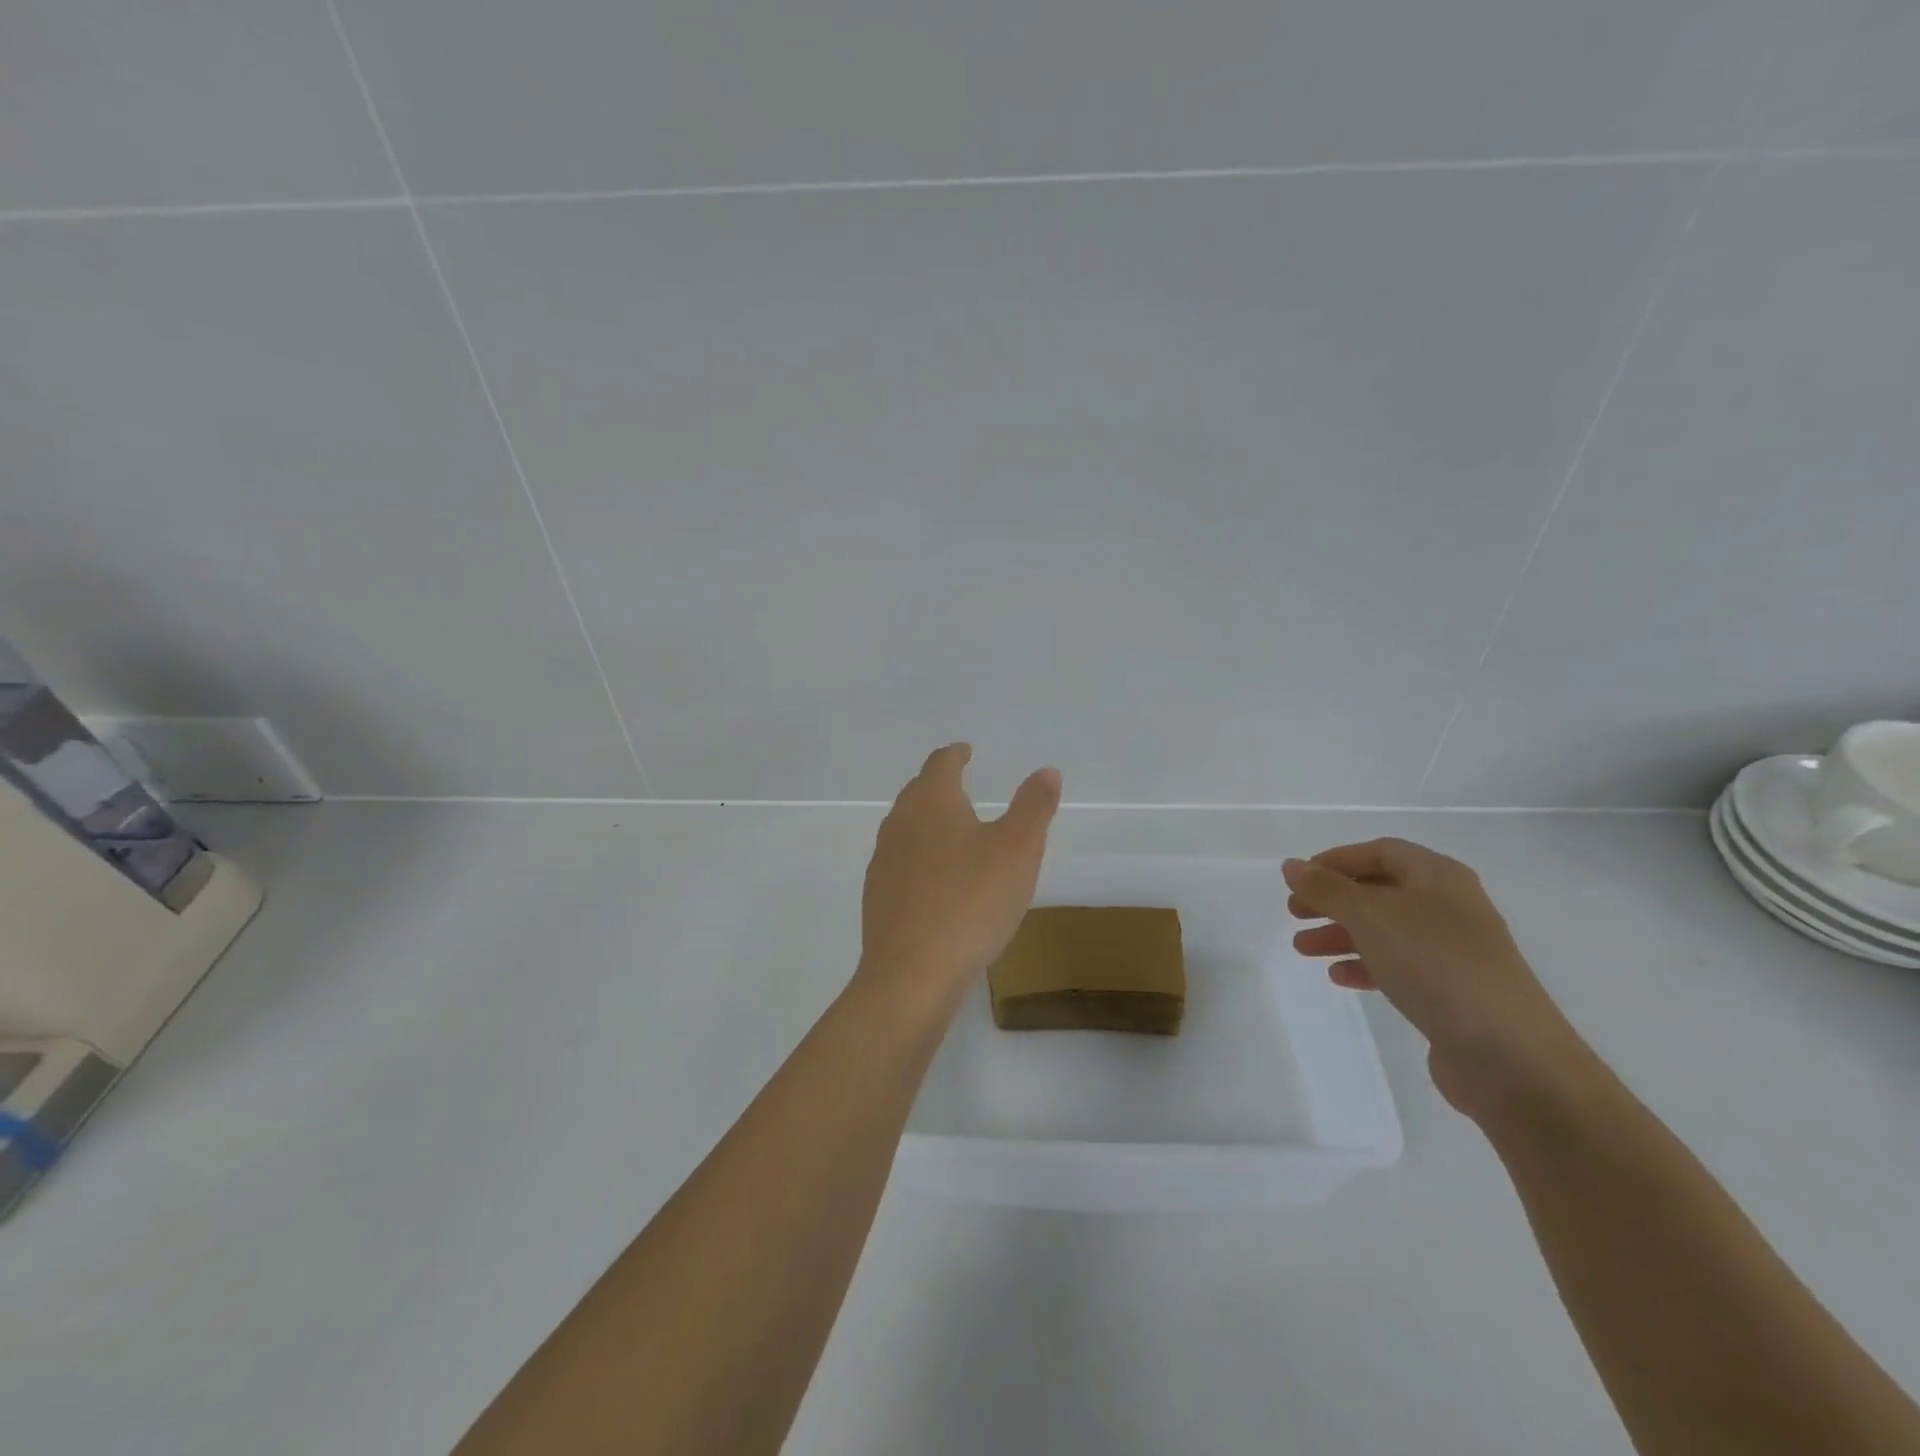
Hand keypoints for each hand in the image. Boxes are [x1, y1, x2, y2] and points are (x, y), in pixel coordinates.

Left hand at [856, 745, 1062, 1015]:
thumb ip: (1033, 806)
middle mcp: (899, 823)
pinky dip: (920, 858)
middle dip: (939, 785)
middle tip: (961, 786)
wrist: (912, 974)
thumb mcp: (1019, 850)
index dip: (955, 755)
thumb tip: (1046, 771)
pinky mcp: (878, 897)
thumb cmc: (972, 901)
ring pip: (906, 828)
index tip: (965, 752)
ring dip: (928, 822)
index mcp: (931, 802)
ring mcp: (883, 862)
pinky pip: (901, 863)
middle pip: (918, 792)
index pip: (940, 764)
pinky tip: (936, 881)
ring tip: (952, 832)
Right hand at [1283, 838, 1580, 1113]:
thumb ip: (1326, 888)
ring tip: (1302, 949)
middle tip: (1295, 914)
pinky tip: (1339, 977)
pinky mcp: (1452, 991)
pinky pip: (1399, 966)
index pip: (1380, 852)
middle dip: (1333, 900)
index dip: (1336, 860)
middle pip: (1379, 891)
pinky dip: (1366, 965)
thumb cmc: (1435, 965)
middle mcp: (1450, 907)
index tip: (1299, 879)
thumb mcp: (1370, 916)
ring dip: (1341, 934)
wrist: (1508, 1054)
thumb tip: (1291, 866)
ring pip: (1385, 930)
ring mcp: (1454, 951)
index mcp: (1439, 877)